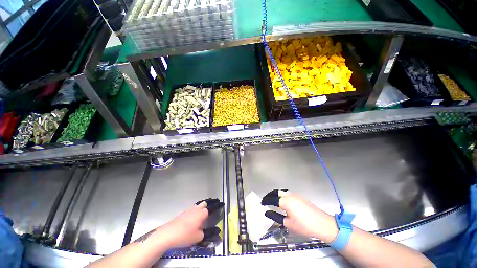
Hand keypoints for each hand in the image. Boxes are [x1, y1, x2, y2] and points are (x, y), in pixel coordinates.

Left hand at [136, 198, 222, 248]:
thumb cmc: (185, 235)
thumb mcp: (197, 238)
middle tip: (206, 215)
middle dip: (205, 208)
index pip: (209, 210)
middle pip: (203, 205)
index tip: (212, 215)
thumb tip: (205, 231)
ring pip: (195, 207)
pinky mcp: (181, 213)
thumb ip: (204, 233)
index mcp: (201, 214)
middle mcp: (196, 209)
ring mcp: (187, 210)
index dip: (211, 213)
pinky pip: (189, 211)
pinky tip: (188, 221)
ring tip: (198, 218)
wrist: (168, 234)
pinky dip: (191, 213)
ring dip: (198, 210)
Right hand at [261, 190, 337, 242]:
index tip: (261, 203)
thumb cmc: (304, 225)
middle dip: (269, 195)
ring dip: (275, 194)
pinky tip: (282, 201)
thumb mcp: (288, 223)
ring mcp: (294, 194)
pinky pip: (286, 193)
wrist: (322, 223)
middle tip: (265, 200)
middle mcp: (289, 195)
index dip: (265, 200)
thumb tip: (267, 212)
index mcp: (285, 201)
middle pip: (275, 192)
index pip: (271, 199)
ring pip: (281, 191)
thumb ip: (276, 216)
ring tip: (272, 200)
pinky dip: (281, 195)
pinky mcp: (299, 196)